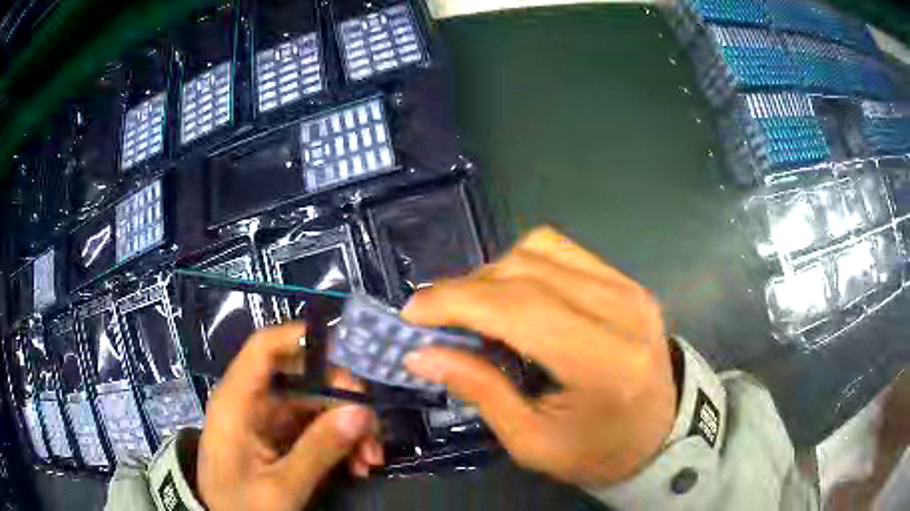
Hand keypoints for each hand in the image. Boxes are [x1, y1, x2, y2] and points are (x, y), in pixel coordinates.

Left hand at [198, 324, 383, 510]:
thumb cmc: (241, 506)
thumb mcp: (281, 487)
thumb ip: (318, 450)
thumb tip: (361, 412)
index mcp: (237, 402)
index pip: (264, 348)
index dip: (302, 337)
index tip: (349, 350)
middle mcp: (251, 402)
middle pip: (301, 378)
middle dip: (343, 402)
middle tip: (373, 430)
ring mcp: (265, 420)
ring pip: (314, 405)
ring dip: (347, 428)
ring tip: (371, 460)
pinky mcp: (277, 437)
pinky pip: (313, 428)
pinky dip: (338, 443)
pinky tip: (358, 465)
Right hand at [403, 227, 676, 487]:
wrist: (658, 433)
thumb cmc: (596, 451)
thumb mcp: (532, 441)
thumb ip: (479, 390)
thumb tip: (422, 353)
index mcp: (604, 363)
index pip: (520, 309)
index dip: (457, 301)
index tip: (412, 312)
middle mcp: (622, 311)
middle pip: (526, 272)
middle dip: (466, 289)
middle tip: (435, 318)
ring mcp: (628, 288)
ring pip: (540, 250)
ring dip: (493, 274)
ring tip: (475, 309)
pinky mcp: (626, 281)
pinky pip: (561, 250)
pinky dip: (523, 264)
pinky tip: (513, 296)